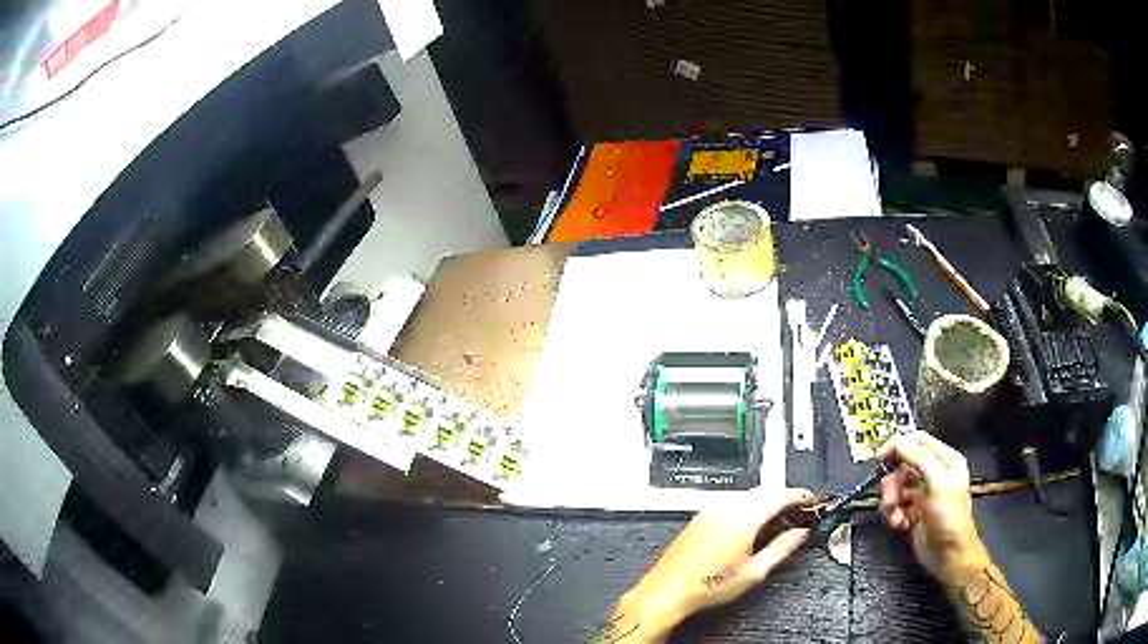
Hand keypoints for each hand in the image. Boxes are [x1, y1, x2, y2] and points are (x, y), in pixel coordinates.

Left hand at [610, 488, 814, 642]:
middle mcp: (725, 509)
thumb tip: (801, 534)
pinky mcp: (699, 517)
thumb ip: (782, 549)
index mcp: (743, 519)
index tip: (810, 500)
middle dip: (783, 497)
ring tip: (776, 519)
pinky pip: (730, 502)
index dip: (799, 496)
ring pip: (746, 495)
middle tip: (797, 511)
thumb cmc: (706, 587)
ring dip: (765, 501)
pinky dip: (747, 506)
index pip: (779, 496)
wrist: (667, 592)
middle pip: (763, 491)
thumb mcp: (754, 573)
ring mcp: (710, 511)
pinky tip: (749, 524)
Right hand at [877, 432, 990, 582]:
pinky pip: (896, 506)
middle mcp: (934, 473)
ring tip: (895, 517)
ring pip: (897, 487)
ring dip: (891, 502)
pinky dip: (894, 515)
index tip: (879, 459)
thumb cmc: (949, 517)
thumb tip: (898, 443)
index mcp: (945, 460)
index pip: (917, 441)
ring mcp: (923, 493)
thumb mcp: (937, 482)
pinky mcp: (914, 512)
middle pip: (903, 466)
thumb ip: (918, 458)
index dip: (898, 446)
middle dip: (893, 483)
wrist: (948, 555)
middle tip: (890, 499)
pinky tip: (900, 524)